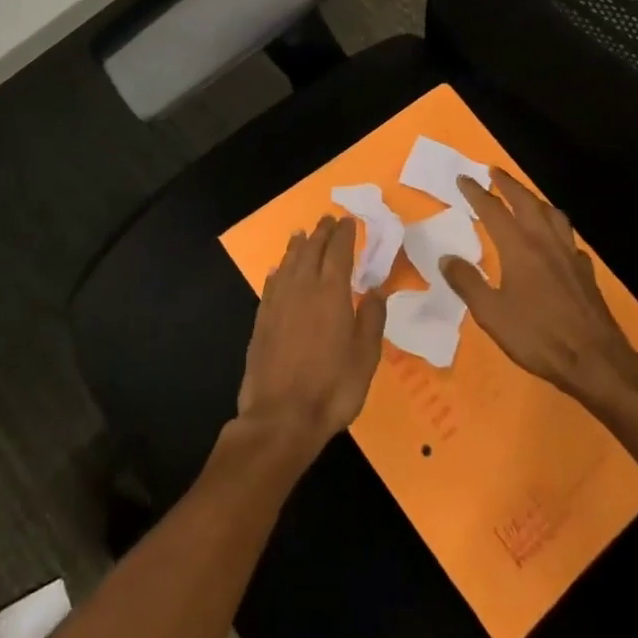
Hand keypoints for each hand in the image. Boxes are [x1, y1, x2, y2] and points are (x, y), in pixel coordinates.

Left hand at [236, 216, 388, 457]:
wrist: (280, 418)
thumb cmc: (332, 388)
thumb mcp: (366, 357)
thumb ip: (371, 319)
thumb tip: (375, 290)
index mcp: (331, 293)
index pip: (338, 252)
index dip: (343, 234)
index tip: (348, 221)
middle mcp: (302, 289)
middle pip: (311, 251)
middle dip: (321, 233)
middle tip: (327, 219)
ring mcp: (278, 303)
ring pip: (288, 263)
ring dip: (297, 246)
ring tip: (302, 234)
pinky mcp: (262, 320)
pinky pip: (271, 284)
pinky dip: (278, 271)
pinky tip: (278, 270)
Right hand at [440, 170, 637, 406]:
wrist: (595, 360)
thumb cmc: (538, 336)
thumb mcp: (491, 314)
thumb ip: (467, 282)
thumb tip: (447, 258)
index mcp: (519, 248)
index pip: (494, 210)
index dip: (476, 193)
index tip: (463, 178)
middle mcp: (545, 242)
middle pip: (526, 202)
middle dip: (508, 184)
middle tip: (493, 171)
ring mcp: (569, 255)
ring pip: (552, 214)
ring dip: (535, 199)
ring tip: (525, 197)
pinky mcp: (585, 271)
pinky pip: (568, 238)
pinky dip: (556, 228)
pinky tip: (554, 240)